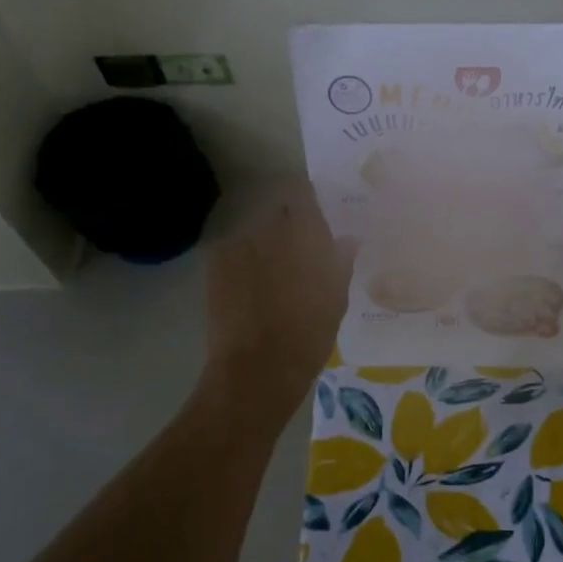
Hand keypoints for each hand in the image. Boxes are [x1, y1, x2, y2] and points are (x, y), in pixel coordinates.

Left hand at [205, 183, 355, 419]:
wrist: (257, 368)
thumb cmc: (308, 335)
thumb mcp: (336, 300)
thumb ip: (341, 263)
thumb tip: (347, 240)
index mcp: (304, 234)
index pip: (302, 193)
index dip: (308, 199)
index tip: (316, 213)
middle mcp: (269, 229)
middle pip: (278, 213)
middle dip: (287, 227)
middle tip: (299, 252)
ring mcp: (238, 245)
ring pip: (255, 234)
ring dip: (264, 246)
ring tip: (271, 276)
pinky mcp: (216, 264)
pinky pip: (234, 252)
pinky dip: (243, 262)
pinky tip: (248, 289)